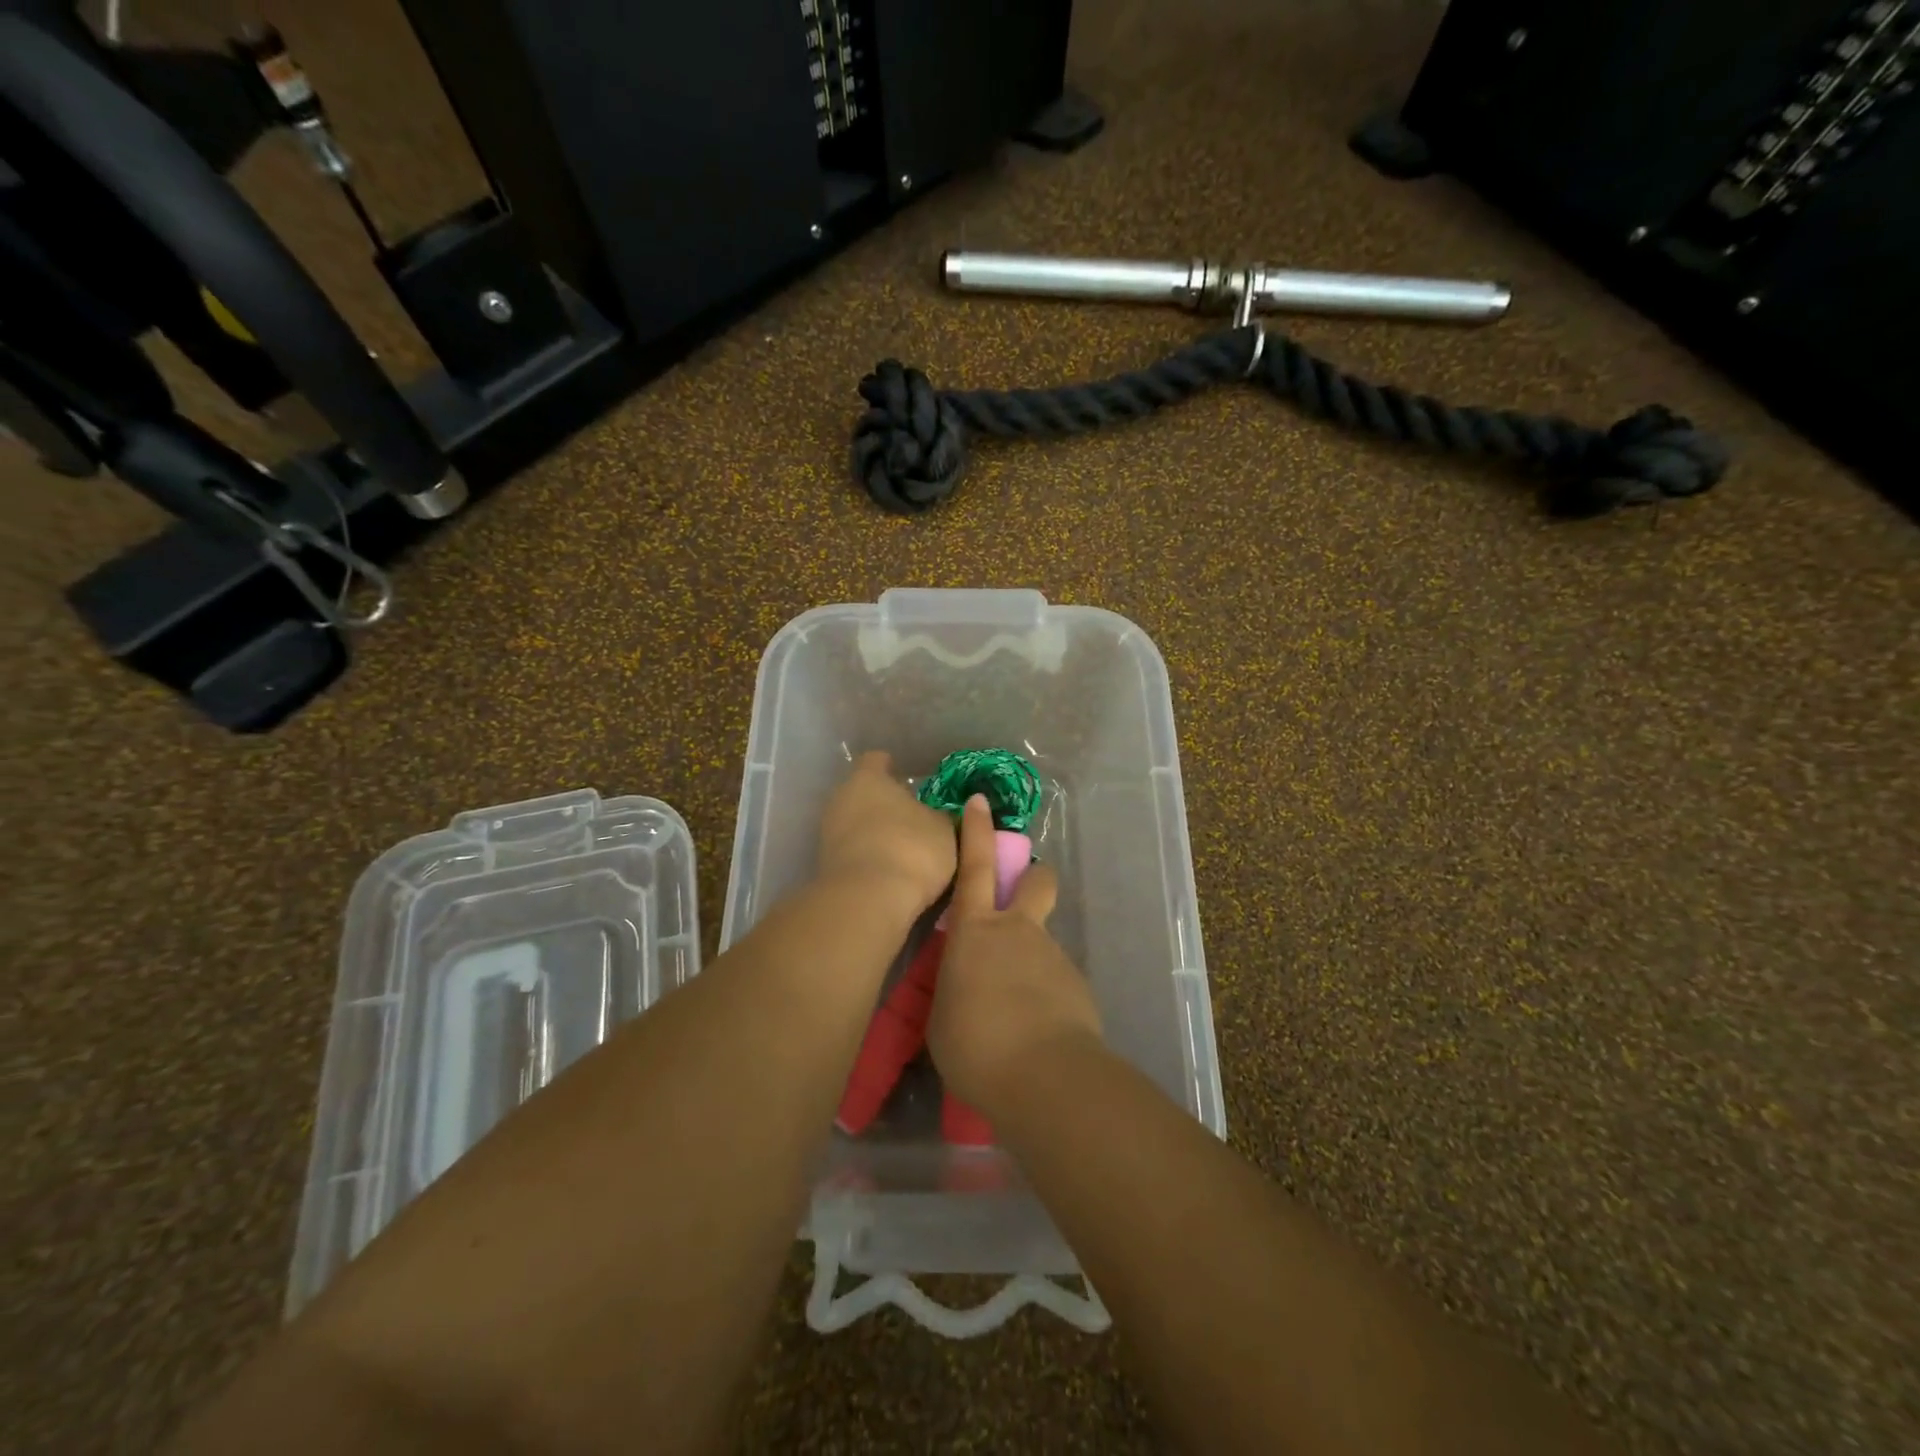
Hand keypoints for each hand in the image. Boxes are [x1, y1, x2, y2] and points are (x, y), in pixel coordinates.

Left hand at [815, 751, 957, 916]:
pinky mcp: (824, 865)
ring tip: (903, 850)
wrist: (867, 901)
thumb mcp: (943, 830)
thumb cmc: (911, 849)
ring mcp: (828, 832)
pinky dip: (867, 857)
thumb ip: (940, 816)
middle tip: (912, 818)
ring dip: (874, 833)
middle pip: (863, 793)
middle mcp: (841, 798)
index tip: (908, 780)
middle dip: (884, 804)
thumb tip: (938, 814)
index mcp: (868, 778)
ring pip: (855, 823)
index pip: (876, 760)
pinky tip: (888, 872)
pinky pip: (851, 851)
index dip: (892, 767)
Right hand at [927, 794, 1101, 1110]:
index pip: (974, 866)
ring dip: (1028, 963)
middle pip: (1035, 883)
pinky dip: (1043, 998)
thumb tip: (964, 986)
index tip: (981, 802)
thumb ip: (953, 987)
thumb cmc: (974, 1042)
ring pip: (1042, 942)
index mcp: (977, 931)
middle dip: (1032, 877)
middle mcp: (1019, 932)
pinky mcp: (1077, 987)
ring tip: (1011, 1015)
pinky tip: (1032, 1035)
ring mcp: (1053, 956)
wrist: (1044, 1076)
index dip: (976, 831)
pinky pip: (1055, 982)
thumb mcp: (942, 1015)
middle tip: (1022, 895)